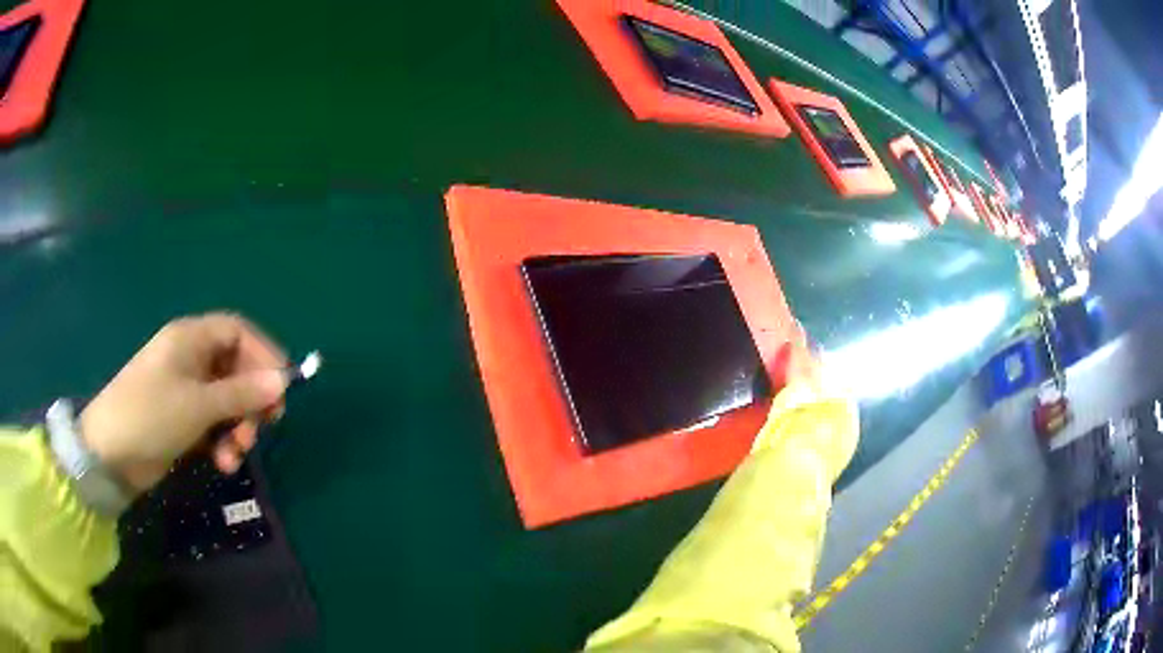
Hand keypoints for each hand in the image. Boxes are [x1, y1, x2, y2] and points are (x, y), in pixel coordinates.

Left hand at [80, 313, 288, 493]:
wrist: (110, 453)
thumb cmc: (151, 415)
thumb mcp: (199, 405)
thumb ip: (242, 393)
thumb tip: (283, 381)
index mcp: (191, 339)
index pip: (237, 332)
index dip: (263, 353)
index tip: (282, 386)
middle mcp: (190, 359)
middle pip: (235, 369)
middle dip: (250, 400)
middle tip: (262, 429)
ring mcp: (185, 391)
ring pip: (226, 402)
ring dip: (237, 428)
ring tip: (234, 455)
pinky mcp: (181, 419)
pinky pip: (213, 424)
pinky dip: (222, 442)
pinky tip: (221, 463)